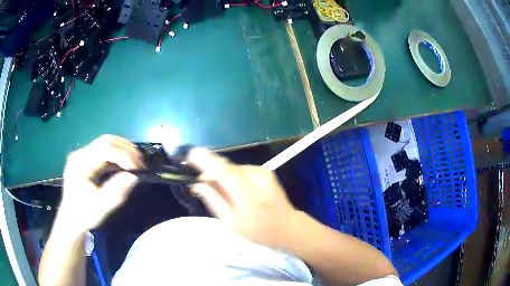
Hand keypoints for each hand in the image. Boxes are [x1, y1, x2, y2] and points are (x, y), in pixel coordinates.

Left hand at [59, 135, 143, 232]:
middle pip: (106, 141)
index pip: (105, 149)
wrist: (70, 220)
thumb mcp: (101, 207)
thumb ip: (117, 191)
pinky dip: (116, 155)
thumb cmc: (84, 214)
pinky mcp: (84, 159)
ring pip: (105, 143)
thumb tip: (134, 176)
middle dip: (126, 149)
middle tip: (141, 161)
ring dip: (122, 149)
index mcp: (80, 164)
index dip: (124, 155)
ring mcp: (81, 155)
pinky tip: (123, 163)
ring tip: (135, 161)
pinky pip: (102, 151)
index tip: (138, 169)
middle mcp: (80, 154)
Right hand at [187, 148, 297, 248]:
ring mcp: (262, 172)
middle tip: (200, 182)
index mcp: (247, 192)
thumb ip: (215, 201)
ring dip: (222, 176)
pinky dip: (233, 176)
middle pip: (226, 167)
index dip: (205, 160)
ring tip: (218, 190)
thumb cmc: (259, 231)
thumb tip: (198, 185)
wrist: (288, 227)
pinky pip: (242, 171)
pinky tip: (233, 189)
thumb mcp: (233, 223)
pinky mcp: (265, 171)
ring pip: (233, 169)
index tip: (190, 154)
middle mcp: (255, 176)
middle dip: (210, 171)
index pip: (222, 171)